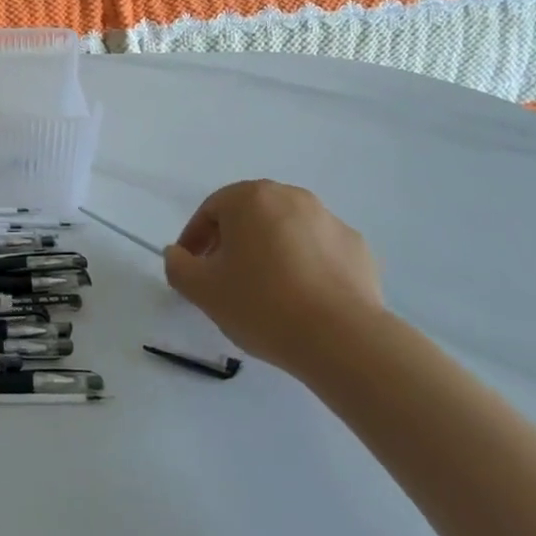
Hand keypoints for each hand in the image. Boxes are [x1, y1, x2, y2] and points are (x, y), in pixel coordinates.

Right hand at [163, 180, 384, 375]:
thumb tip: (178, 254)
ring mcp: (329, 220)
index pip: (210, 211)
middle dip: (232, 243)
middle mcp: (290, 196)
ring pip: (285, 231)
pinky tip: (302, 299)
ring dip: (269, 252)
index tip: (191, 269)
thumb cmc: (262, 304)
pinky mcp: (357, 248)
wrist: (343, 339)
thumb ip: (178, 266)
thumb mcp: (201, 290)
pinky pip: (318, 251)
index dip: (194, 240)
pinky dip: (305, 266)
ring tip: (265, 292)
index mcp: (250, 198)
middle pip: (249, 216)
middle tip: (224, 279)